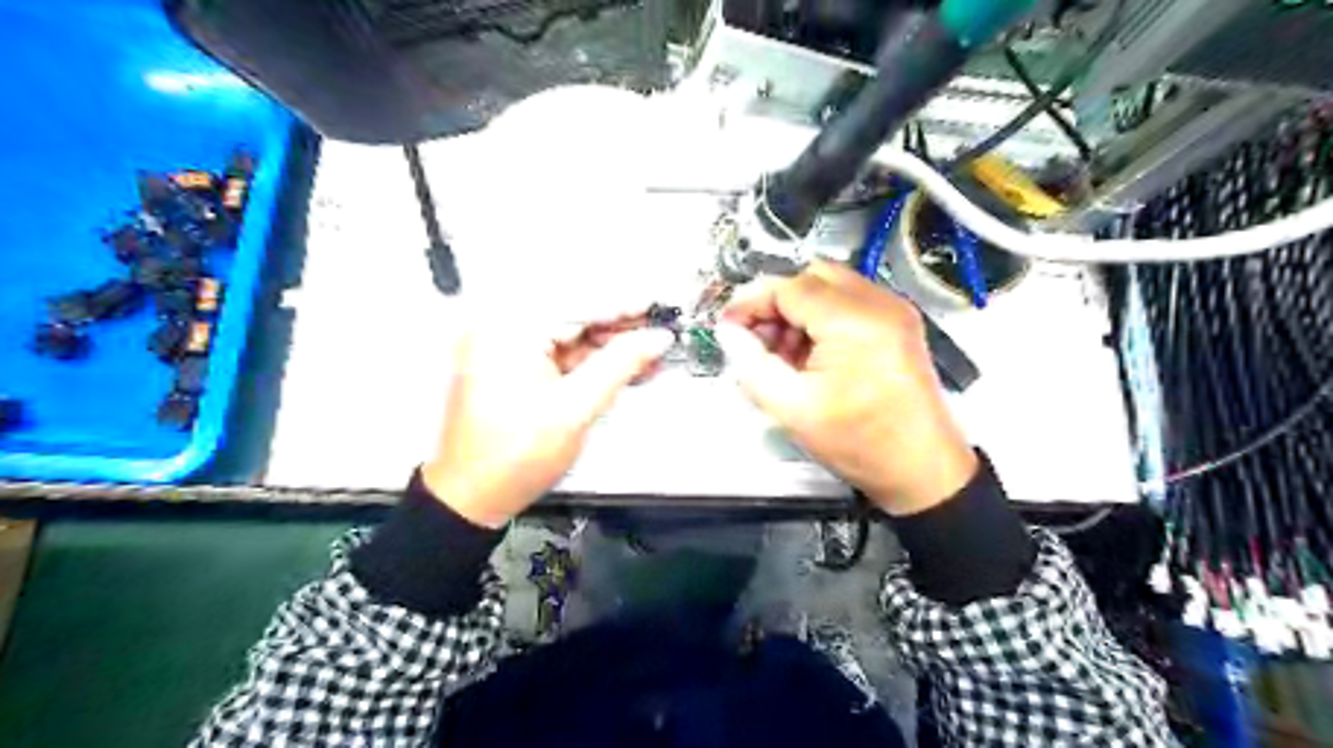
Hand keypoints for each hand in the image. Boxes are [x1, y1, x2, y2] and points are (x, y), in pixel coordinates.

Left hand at [420, 312, 671, 527]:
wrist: (473, 497)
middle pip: (574, 316)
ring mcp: (505, 349)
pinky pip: (559, 354)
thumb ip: (621, 365)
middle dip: (619, 328)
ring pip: (570, 336)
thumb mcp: (577, 408)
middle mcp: (502, 330)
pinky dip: (590, 361)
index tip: (657, 306)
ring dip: (608, 346)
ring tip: (649, 354)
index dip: (624, 306)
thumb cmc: (514, 457)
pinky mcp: (512, 367)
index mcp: (509, 331)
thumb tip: (655, 339)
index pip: (579, 304)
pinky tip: (622, 367)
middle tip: (659, 331)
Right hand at [718, 261, 974, 514]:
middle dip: (776, 303)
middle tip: (757, 340)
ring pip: (830, 287)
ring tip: (784, 355)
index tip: (728, 328)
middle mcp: (879, 303)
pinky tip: (811, 355)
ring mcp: (894, 311)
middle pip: (811, 278)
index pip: (789, 287)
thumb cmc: (859, 444)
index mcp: (855, 321)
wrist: (924, 471)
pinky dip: (822, 319)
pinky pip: (849, 303)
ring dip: (798, 311)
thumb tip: (728, 332)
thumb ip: (751, 364)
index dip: (751, 303)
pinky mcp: (899, 324)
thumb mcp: (792, 409)